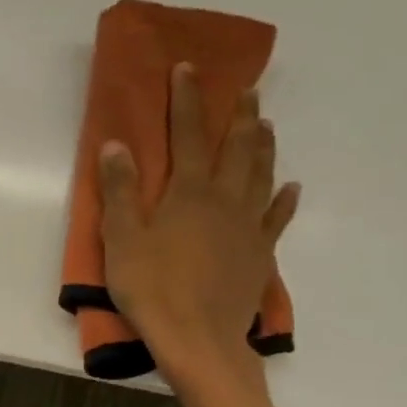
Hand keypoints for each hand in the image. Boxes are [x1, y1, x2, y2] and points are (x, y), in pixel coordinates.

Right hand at [98, 64, 299, 383]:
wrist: (198, 337)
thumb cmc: (152, 287)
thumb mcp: (121, 238)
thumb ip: (120, 191)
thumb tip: (116, 145)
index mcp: (189, 192)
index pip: (187, 134)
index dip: (187, 100)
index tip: (188, 69)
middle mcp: (225, 199)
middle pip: (236, 147)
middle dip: (238, 115)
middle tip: (246, 89)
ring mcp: (248, 226)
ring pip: (261, 174)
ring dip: (263, 145)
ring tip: (266, 123)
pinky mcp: (260, 253)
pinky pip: (277, 218)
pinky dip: (284, 199)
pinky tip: (291, 187)